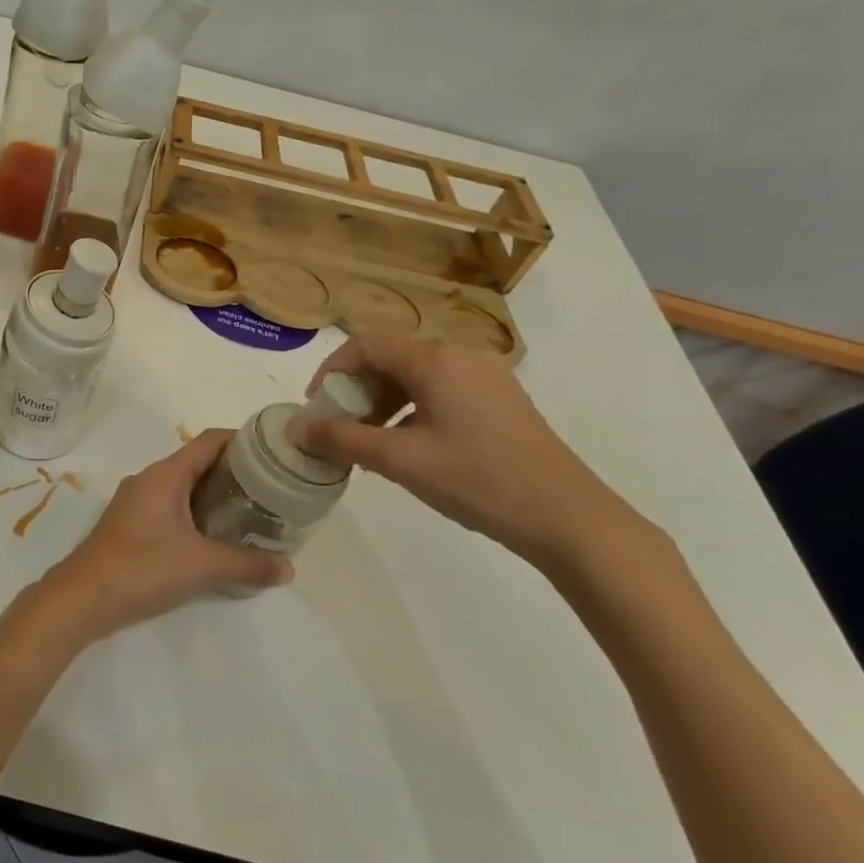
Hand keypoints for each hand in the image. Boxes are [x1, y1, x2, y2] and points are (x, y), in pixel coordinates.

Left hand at [41, 430, 293, 641]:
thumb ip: (247, 564)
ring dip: (215, 497)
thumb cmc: (142, 568)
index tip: (273, 453)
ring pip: (184, 488)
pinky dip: (196, 515)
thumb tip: (289, 568)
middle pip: (198, 463)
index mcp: (165, 475)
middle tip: (271, 490)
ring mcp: (136, 503)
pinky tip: (216, 538)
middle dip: (234, 473)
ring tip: (251, 514)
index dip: (242, 441)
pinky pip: (171, 508)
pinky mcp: (131, 526)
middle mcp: (149, 480)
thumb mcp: (202, 566)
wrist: (83, 597)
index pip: (209, 441)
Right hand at [289, 331, 655, 579]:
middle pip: (391, 356)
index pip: (365, 345)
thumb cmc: (477, 480)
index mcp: (435, 360)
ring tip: (371, 441)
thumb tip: (295, 428)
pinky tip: (411, 446)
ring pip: (416, 374)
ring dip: (383, 400)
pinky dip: (412, 408)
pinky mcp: (501, 401)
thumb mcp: (399, 460)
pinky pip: (441, 390)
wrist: (568, 517)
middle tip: (341, 427)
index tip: (317, 407)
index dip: (331, 371)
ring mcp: (486, 377)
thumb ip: (341, 439)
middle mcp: (460, 356)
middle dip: (356, 388)